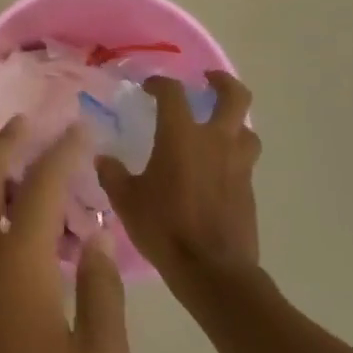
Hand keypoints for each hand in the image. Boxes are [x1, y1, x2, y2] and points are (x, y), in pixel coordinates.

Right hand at [96, 71, 261, 282]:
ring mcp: (238, 166)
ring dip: (235, 122)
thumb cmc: (164, 227)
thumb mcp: (126, 200)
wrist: (213, 271)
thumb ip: (113, 174)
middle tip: (208, 81)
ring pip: (247, 130)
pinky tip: (214, 170)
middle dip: (223, 83)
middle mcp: (215, 142)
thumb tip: (103, 160)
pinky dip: (232, 156)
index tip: (148, 87)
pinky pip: (244, 161)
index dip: (160, 83)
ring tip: (217, 128)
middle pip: (235, 97)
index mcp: (182, 135)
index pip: (173, 92)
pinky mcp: (249, 190)